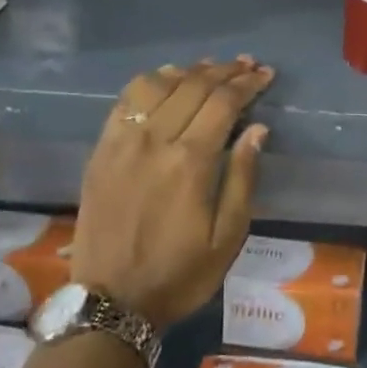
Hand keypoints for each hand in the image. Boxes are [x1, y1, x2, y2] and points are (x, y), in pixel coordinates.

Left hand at [72, 57, 272, 331]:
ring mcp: (122, 142)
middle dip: (225, 71)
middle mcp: (155, 141)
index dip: (247, 83)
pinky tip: (166, 79)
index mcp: (190, 162)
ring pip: (158, 85)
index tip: (265, 74)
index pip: (224, 102)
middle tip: (247, 64)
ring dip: (189, 71)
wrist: (111, 302)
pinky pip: (125, 100)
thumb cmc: (179, 274)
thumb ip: (243, 177)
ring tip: (211, 68)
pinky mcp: (101, 150)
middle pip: (194, 86)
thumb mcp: (227, 237)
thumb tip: (257, 129)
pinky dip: (150, 82)